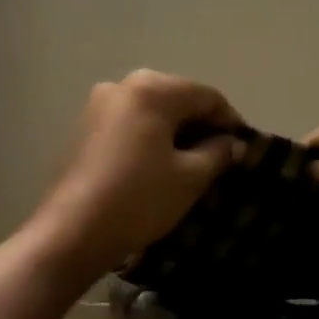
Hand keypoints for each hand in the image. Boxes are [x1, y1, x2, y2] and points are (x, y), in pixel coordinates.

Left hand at [32, 70, 244, 279]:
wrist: (73, 231)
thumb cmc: (139, 199)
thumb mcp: (189, 178)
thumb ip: (218, 153)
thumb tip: (232, 143)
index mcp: (151, 89)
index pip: (206, 96)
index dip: (230, 121)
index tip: (244, 149)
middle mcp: (122, 86)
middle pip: (177, 98)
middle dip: (201, 125)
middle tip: (220, 157)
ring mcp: (97, 106)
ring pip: (151, 112)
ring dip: (175, 133)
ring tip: (192, 164)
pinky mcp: (84, 129)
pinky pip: (130, 125)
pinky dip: (150, 139)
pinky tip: (159, 166)